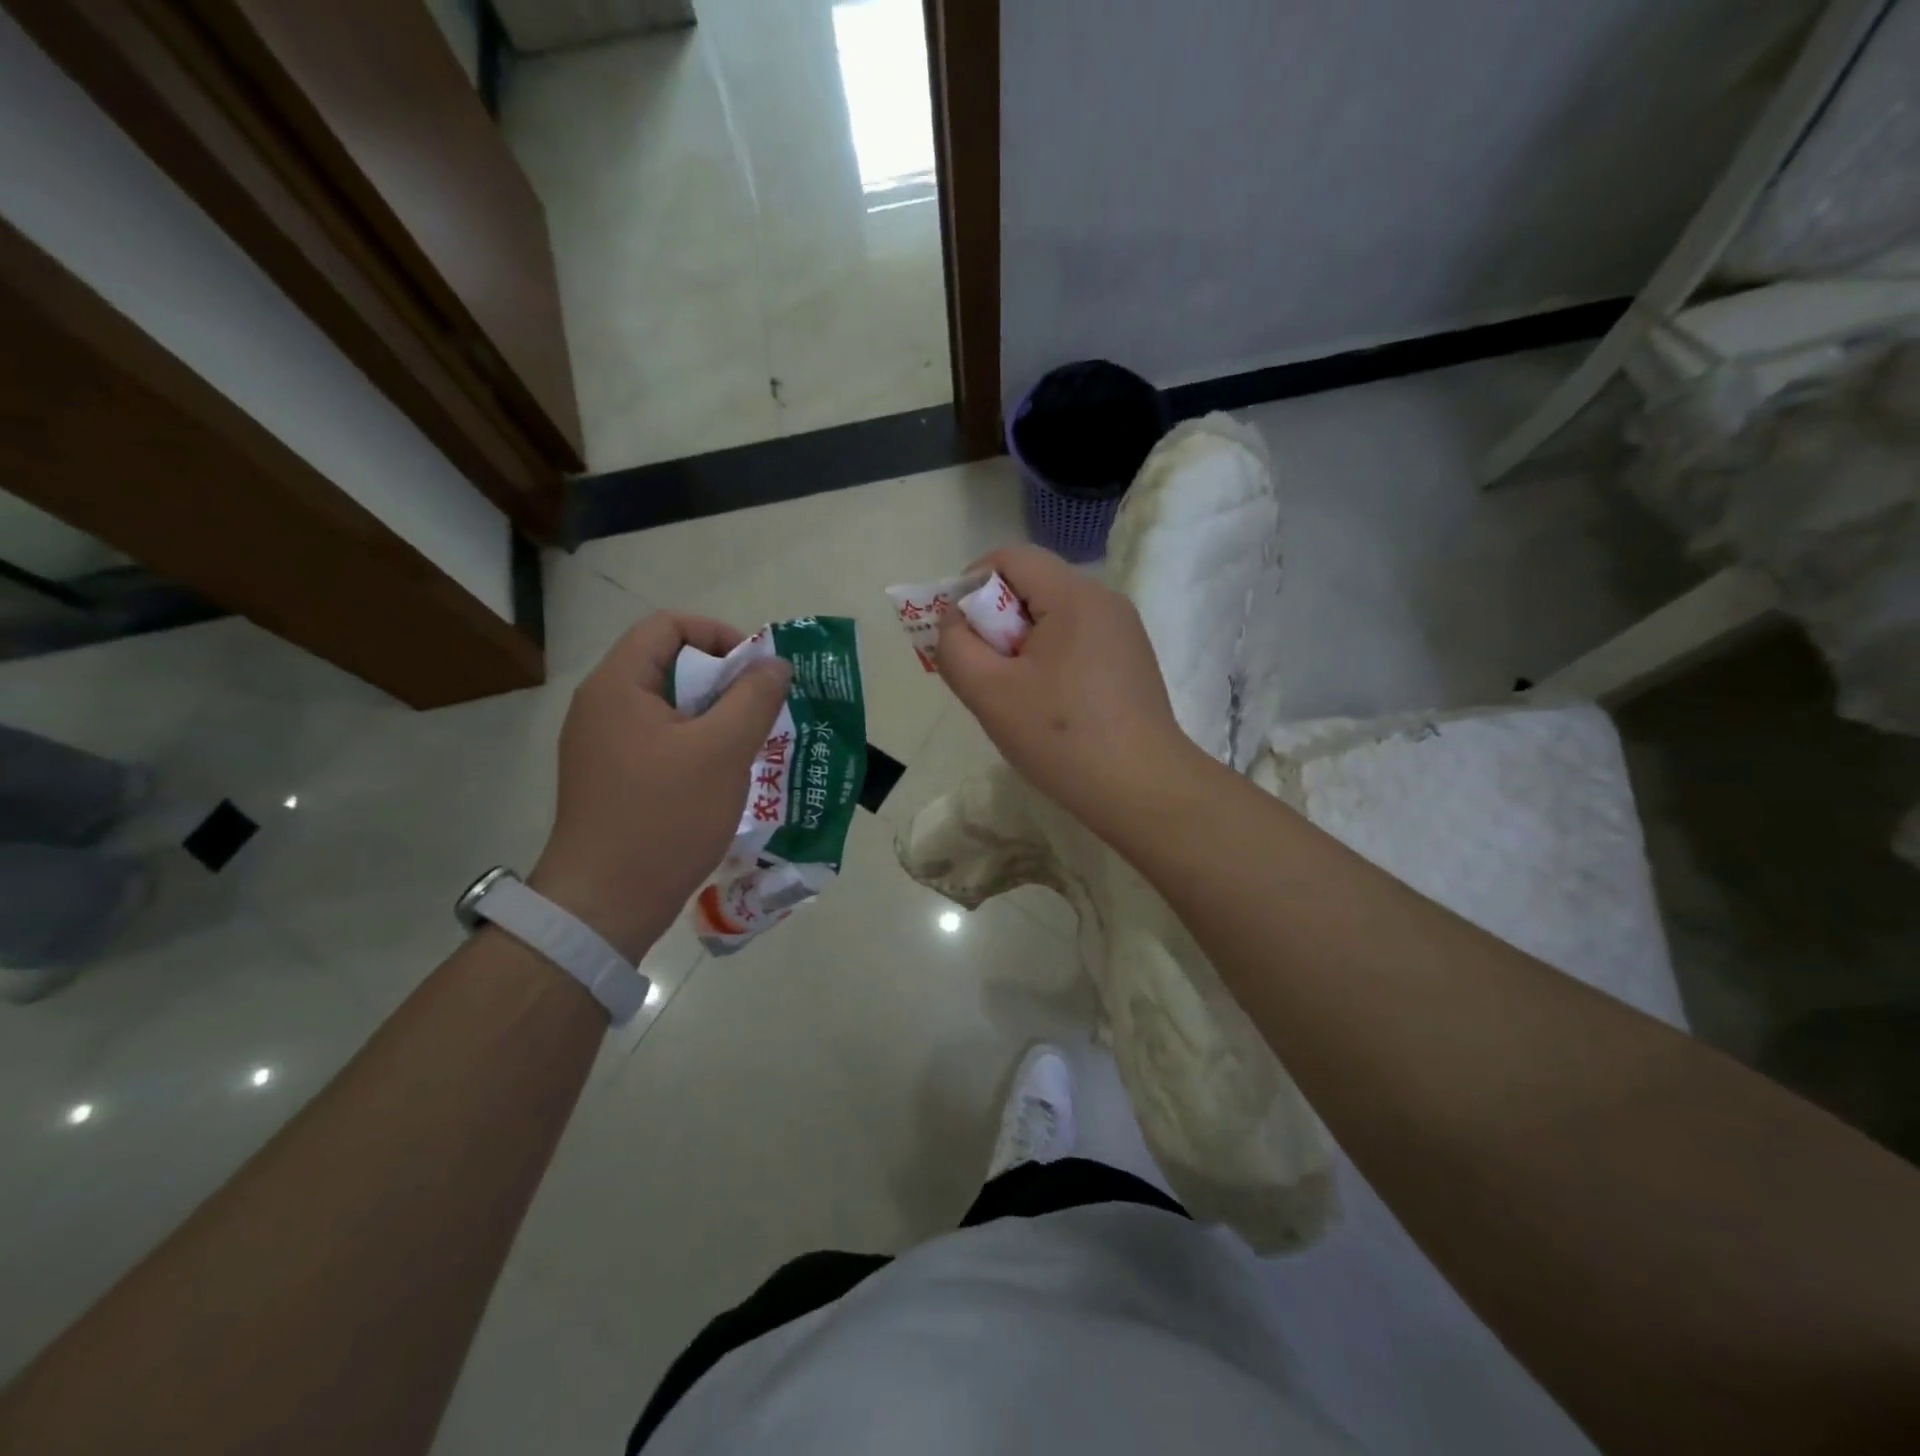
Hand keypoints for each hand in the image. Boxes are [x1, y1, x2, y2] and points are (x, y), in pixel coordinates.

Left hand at [530, 614, 789, 960]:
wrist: (606, 904)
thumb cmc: (666, 817)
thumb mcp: (723, 751)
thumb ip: (754, 698)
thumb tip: (774, 664)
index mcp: (618, 686)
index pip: (667, 626)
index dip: (718, 635)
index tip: (756, 671)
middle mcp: (602, 706)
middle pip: (668, 665)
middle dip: (723, 681)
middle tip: (761, 711)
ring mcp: (601, 746)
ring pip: (669, 708)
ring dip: (714, 717)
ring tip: (750, 745)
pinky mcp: (610, 779)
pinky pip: (659, 742)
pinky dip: (695, 746)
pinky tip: (722, 778)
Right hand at [934, 545, 1194, 836]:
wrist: (1143, 791)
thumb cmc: (1062, 738)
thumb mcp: (989, 693)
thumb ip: (955, 647)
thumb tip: (954, 621)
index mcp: (1074, 596)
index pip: (1010, 557)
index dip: (971, 584)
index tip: (960, 634)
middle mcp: (1104, 601)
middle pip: (1032, 585)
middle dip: (995, 621)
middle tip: (984, 672)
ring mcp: (1123, 632)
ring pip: (1053, 617)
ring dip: (1020, 645)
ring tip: (1014, 695)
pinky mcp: (1131, 661)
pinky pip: (1076, 641)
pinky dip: (1049, 660)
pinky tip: (1048, 706)